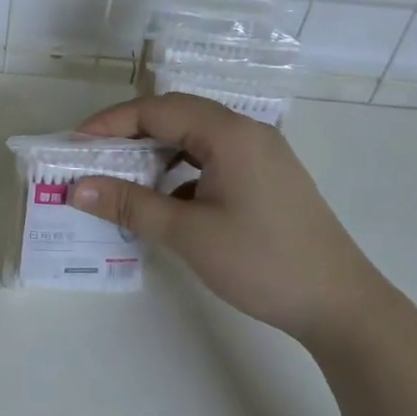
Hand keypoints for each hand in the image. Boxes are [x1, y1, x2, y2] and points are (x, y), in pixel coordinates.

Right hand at [68, 94, 393, 345]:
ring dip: (156, 151)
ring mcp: (261, 155)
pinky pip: (212, 158)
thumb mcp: (188, 233)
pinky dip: (181, 170)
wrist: (341, 305)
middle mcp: (247, 132)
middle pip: (177, 115)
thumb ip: (130, 204)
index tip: (75, 143)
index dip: (111, 122)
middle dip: (130, 132)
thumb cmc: (262, 262)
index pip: (157, 110)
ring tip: (123, 175)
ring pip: (195, 137)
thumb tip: (77, 188)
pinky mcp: (267, 178)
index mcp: (230, 134)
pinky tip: (166, 200)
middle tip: (93, 156)